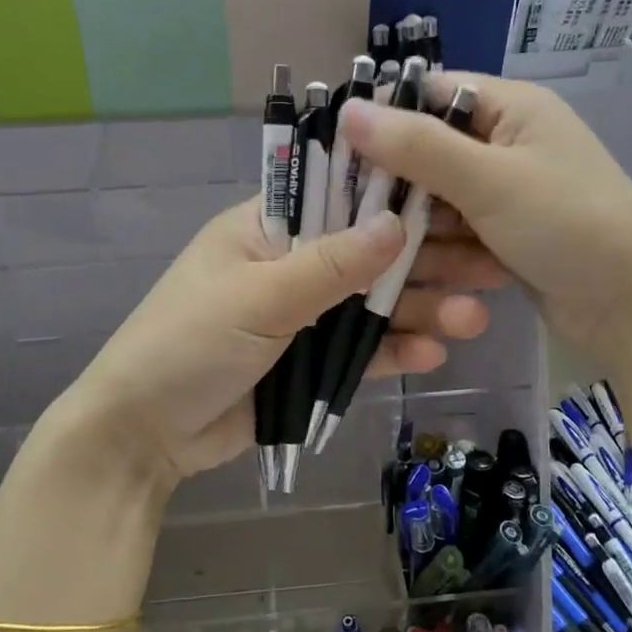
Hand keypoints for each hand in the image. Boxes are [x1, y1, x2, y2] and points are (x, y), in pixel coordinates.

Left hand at [63, 199, 500, 492]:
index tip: (454, 196)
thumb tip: (397, 224)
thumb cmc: (186, 345)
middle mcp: (290, 265)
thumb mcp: (256, 298)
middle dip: (424, 261)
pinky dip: (394, 350)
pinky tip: (435, 352)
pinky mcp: (308, 365)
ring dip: (419, 309)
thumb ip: (329, 267)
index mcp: (266, 229)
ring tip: (473, 318)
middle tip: (488, 265)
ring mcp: (302, 317)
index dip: (394, 196)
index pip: (338, 196)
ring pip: (371, 305)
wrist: (142, 436)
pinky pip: (359, 352)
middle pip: (368, 255)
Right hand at [339, 72, 631, 368]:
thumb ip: (417, 146)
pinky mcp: (506, 233)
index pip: (429, 94)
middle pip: (428, 152)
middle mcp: (508, 142)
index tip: (340, 156)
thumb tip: (346, 110)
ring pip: (438, 199)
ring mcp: (508, 191)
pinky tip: (451, 275)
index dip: (383, 119)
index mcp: (512, 107)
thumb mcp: (489, 180)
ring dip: (426, 230)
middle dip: (402, 188)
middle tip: (364, 219)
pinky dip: (449, 251)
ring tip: (417, 258)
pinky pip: (458, 232)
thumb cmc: (569, 225)